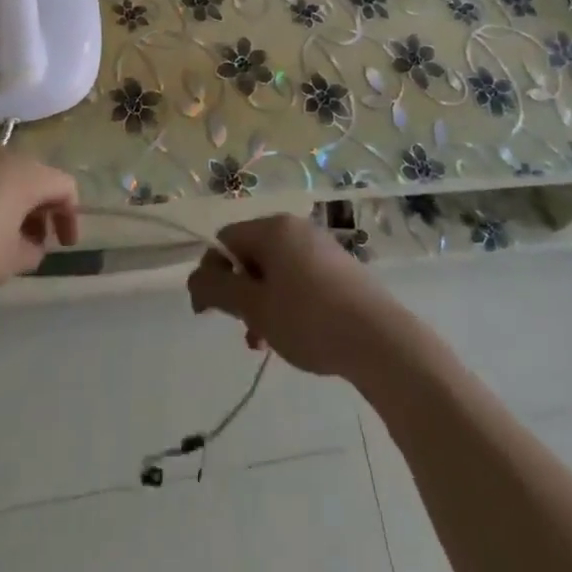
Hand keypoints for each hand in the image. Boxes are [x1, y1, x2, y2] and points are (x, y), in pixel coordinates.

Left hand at [0, 144, 78, 296]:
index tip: (63, 245)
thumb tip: (32, 245)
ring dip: (5, 200)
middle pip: (31, 176)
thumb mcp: (5, 264)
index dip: (70, 216)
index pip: (64, 186)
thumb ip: (30, 252)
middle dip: (37, 209)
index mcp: (27, 174)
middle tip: (30, 241)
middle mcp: (1, 153)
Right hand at [186, 215, 406, 377]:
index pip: (226, 240)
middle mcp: (296, 228)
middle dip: (240, 293)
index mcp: (273, 228)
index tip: (208, 313)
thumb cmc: (308, 318)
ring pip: (274, 271)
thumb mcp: (255, 308)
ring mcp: (320, 246)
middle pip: (250, 254)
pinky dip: (286, 302)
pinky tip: (293, 335)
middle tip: (245, 331)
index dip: (211, 274)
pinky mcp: (338, 267)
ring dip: (261, 303)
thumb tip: (195, 280)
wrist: (377, 338)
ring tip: (265, 343)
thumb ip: (218, 291)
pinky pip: (298, 278)